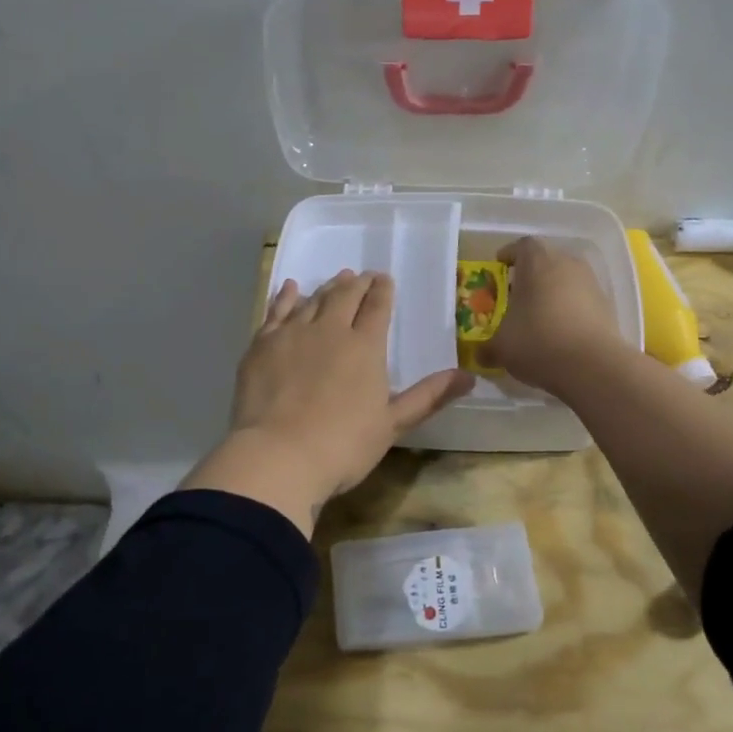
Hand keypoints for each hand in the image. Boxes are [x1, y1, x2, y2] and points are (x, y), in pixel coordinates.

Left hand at [182, 271, 473, 536]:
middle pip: (345, 296)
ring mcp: (293, 333)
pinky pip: (276, 311)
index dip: (382, 290)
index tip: (384, 279)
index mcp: (365, 346)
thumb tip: (470, 376)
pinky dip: (286, 296)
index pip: (377, 307)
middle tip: (362, 276)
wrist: (278, 455)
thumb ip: (428, 396)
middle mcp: (330, 329)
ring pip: (313, 300)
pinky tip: (291, 287)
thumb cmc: (343, 445)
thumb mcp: (393, 424)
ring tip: (336, 280)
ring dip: (327, 287)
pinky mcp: (262, 344)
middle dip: (357, 283)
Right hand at [478, 237, 625, 392]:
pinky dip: (569, 311)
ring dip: (551, 294)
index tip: (499, 269)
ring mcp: (591, 283)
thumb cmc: (537, 341)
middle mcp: (566, 263)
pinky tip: (559, 334)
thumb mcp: (501, 347)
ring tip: (537, 318)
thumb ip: (488, 347)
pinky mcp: (607, 306)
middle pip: (545, 261)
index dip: (509, 256)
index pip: (521, 246)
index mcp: (537, 261)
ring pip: (565, 281)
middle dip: (530, 277)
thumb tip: (481, 354)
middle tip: (515, 297)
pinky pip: (581, 300)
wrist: (594, 366)